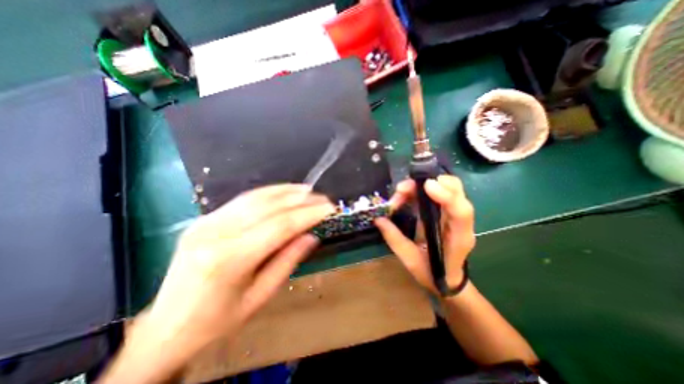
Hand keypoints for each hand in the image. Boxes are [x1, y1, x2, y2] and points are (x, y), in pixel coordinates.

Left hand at [141, 185, 334, 358]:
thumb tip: (311, 235)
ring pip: (256, 197)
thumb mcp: (259, 297)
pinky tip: (283, 191)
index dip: (309, 214)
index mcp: (229, 259)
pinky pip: (243, 200)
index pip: (280, 226)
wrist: (163, 328)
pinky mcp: (204, 218)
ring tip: (308, 190)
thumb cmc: (216, 321)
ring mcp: (207, 221)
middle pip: (269, 207)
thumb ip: (288, 261)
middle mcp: (216, 232)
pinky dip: (268, 193)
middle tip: (323, 198)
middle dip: (301, 200)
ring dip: (286, 191)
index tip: (329, 208)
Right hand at [374, 176, 477, 294]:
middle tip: (403, 189)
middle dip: (430, 182)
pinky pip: (435, 191)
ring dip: (421, 185)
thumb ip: (394, 238)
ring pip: (446, 186)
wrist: (448, 280)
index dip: (446, 195)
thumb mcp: (410, 260)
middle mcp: (460, 221)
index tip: (426, 186)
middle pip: (456, 190)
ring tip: (400, 193)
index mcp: (458, 237)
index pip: (461, 211)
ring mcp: (453, 213)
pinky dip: (420, 189)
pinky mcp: (444, 210)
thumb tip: (378, 219)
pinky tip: (406, 194)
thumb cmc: (432, 273)